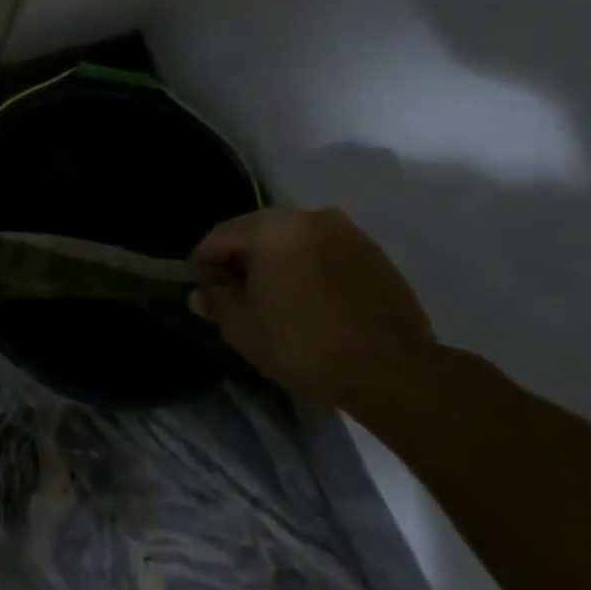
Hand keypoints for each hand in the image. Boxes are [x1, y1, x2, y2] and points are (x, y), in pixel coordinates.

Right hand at [189, 207, 432, 405]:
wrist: (392, 371)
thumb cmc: (303, 344)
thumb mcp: (243, 327)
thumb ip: (216, 300)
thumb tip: (201, 291)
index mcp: (272, 228)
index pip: (221, 235)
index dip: (203, 260)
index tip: (197, 284)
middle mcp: (309, 218)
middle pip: (259, 231)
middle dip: (241, 256)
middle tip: (231, 289)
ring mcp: (347, 233)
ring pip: (295, 240)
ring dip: (277, 260)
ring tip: (272, 294)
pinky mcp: (374, 255)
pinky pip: (325, 252)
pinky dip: (309, 267)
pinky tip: (308, 298)